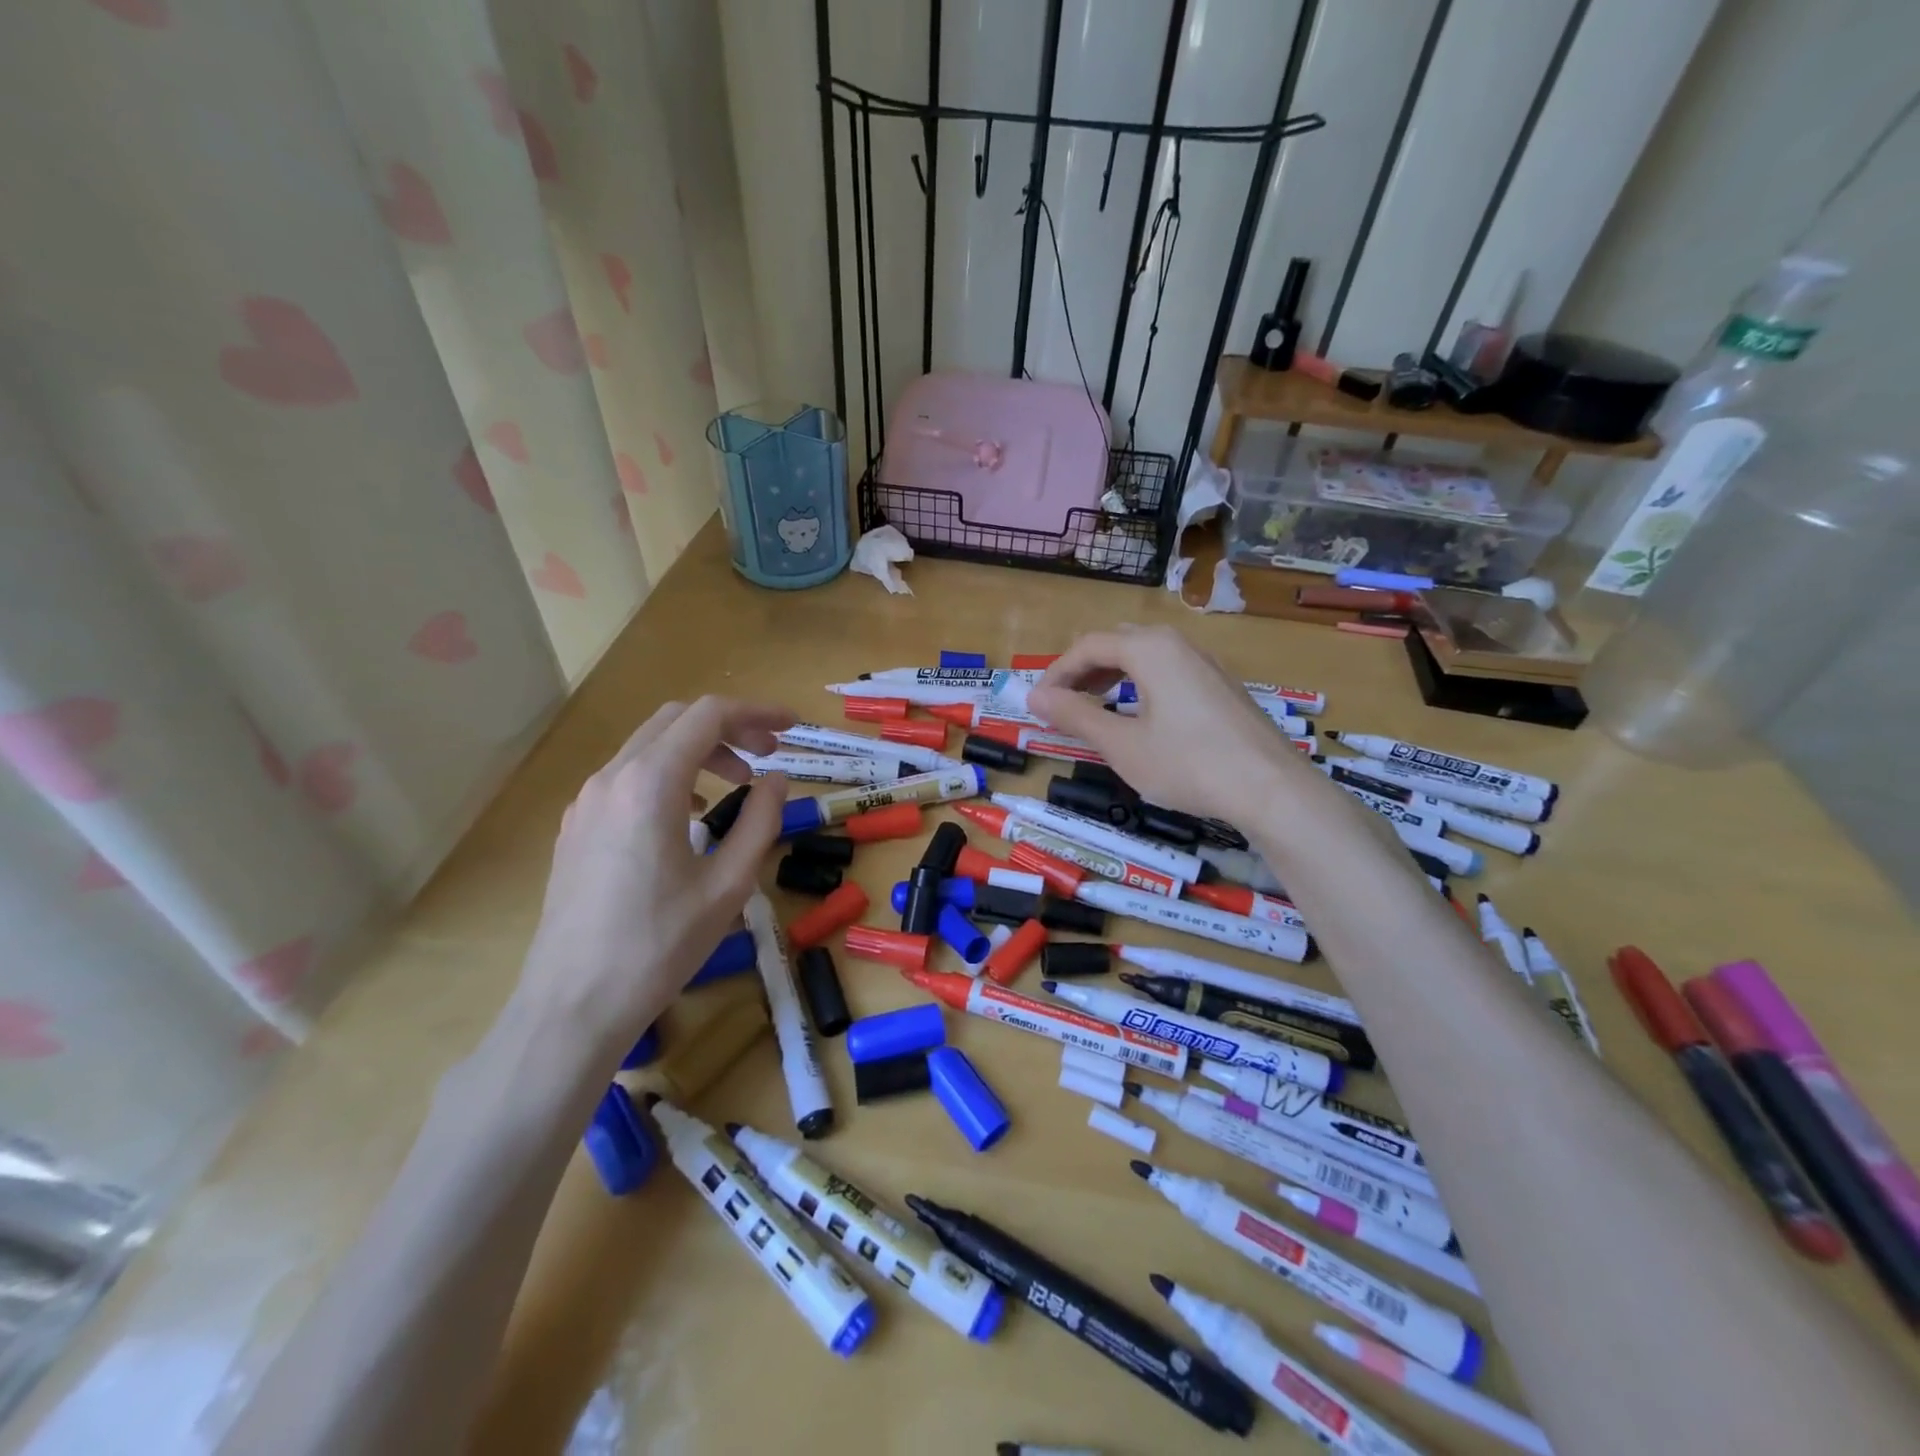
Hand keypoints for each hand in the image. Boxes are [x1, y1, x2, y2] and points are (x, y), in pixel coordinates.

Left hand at [517, 697, 793, 1048]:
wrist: (572, 1005)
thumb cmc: (660, 945)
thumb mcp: (729, 884)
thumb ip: (760, 821)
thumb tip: (776, 780)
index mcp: (651, 784)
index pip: (709, 716)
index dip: (757, 713)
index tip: (792, 728)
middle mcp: (612, 778)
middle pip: (676, 721)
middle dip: (730, 727)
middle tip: (769, 754)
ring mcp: (586, 801)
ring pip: (649, 746)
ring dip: (699, 750)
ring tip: (736, 784)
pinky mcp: (576, 827)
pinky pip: (627, 776)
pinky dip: (669, 774)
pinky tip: (689, 814)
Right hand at [1027, 625, 1300, 822]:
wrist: (1270, 788)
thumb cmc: (1187, 764)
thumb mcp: (1122, 745)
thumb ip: (1076, 716)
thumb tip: (1035, 697)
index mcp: (1150, 649)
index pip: (1088, 646)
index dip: (1057, 673)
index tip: (1038, 703)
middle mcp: (1178, 644)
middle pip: (1117, 643)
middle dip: (1083, 670)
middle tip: (1063, 703)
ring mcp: (1205, 663)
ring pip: (1145, 656)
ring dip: (1111, 676)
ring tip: (1094, 706)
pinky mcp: (1221, 686)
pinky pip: (1168, 671)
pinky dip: (1140, 684)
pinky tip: (1141, 716)